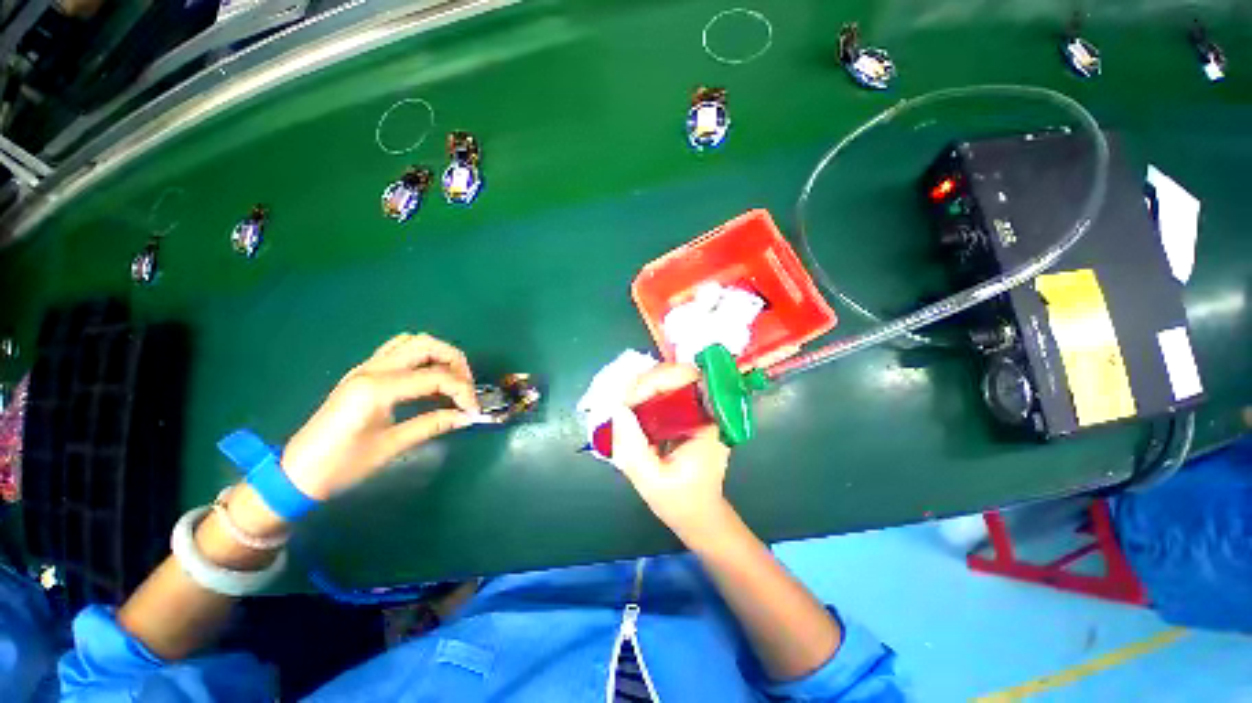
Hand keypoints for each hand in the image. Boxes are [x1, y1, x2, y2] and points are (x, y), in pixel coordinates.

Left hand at [280, 333, 479, 500]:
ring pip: (413, 342)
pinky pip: (397, 349)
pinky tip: (426, 378)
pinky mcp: (362, 372)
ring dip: (439, 355)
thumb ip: (433, 425)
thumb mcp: (391, 447)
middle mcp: (372, 369)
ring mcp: (365, 367)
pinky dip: (420, 356)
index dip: (463, 392)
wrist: (295, 474)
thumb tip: (467, 416)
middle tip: (466, 389)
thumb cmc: (341, 466)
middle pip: (427, 345)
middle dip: (456, 363)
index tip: (473, 411)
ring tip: (450, 381)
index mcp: (377, 389)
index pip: (436, 377)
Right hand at [611, 363, 732, 541]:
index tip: (631, 400)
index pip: (688, 377)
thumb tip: (617, 409)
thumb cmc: (681, 501)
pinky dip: (644, 393)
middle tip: (622, 402)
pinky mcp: (683, 413)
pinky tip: (630, 405)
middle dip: (645, 382)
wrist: (698, 514)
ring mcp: (695, 409)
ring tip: (623, 404)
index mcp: (709, 421)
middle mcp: (706, 408)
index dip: (657, 380)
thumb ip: (632, 448)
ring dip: (642, 385)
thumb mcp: (651, 481)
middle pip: (676, 373)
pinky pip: (663, 392)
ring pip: (668, 379)